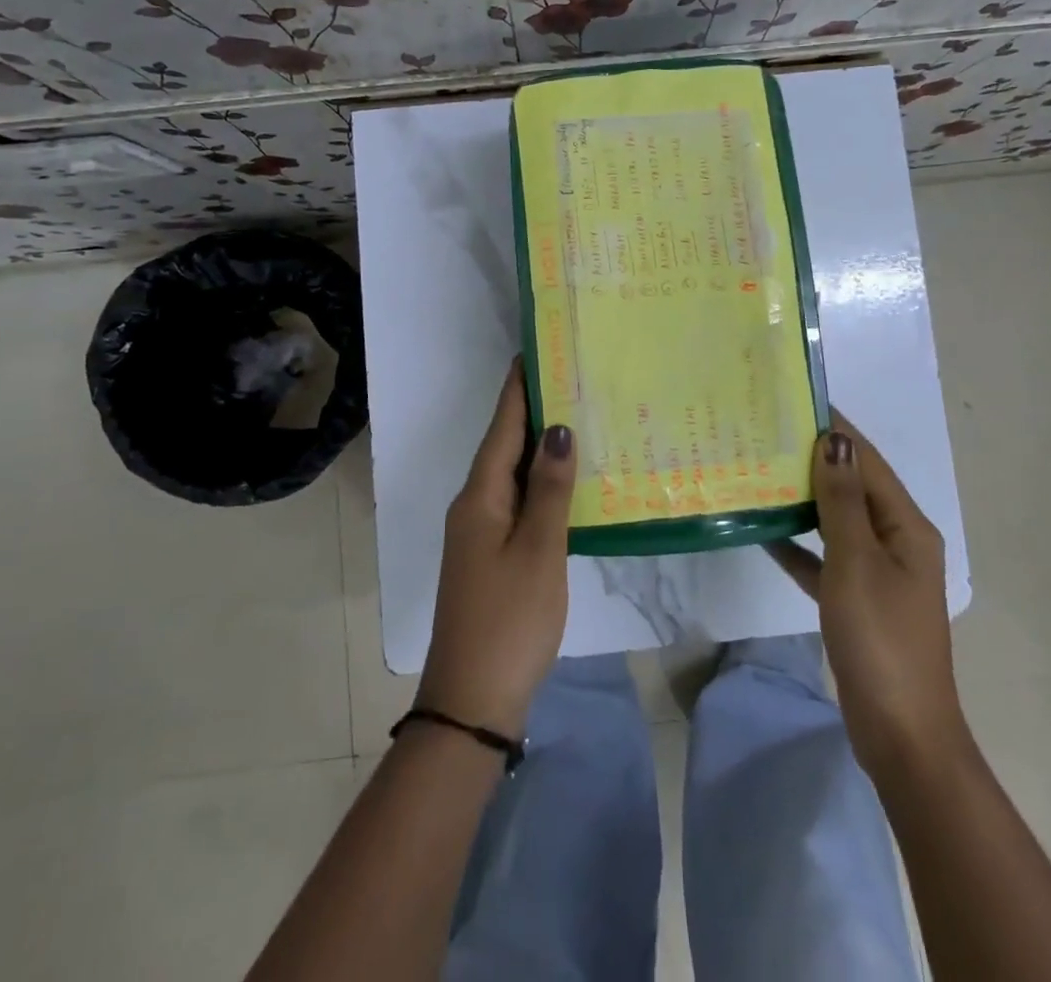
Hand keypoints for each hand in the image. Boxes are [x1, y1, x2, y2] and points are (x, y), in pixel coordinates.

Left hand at [415, 359, 576, 737]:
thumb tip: (558, 429)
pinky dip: (540, 483)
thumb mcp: (538, 551)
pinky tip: (567, 483)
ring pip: (511, 474)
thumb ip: (550, 490)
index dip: (519, 388)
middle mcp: (473, 505)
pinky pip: (516, 501)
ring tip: (578, 418)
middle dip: (533, 411)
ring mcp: (479, 532)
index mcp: (480, 496)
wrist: (472, 700)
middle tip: (572, 378)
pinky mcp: (490, 555)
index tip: (536, 350)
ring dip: (539, 447)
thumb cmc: (510, 619)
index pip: (502, 426)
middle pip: (504, 445)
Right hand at [767, 416, 966, 771]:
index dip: (836, 429)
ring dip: (804, 499)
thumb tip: (834, 440)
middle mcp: (896, 542)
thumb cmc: (880, 638)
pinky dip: (798, 545)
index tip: (796, 400)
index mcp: (906, 527)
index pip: (868, 462)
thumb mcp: (857, 562)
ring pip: (836, 521)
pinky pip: (824, 558)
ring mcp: (877, 573)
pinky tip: (763, 532)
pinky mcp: (857, 600)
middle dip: (814, 460)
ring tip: (759, 470)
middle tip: (765, 433)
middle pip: (852, 488)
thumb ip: (843, 500)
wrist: (900, 733)